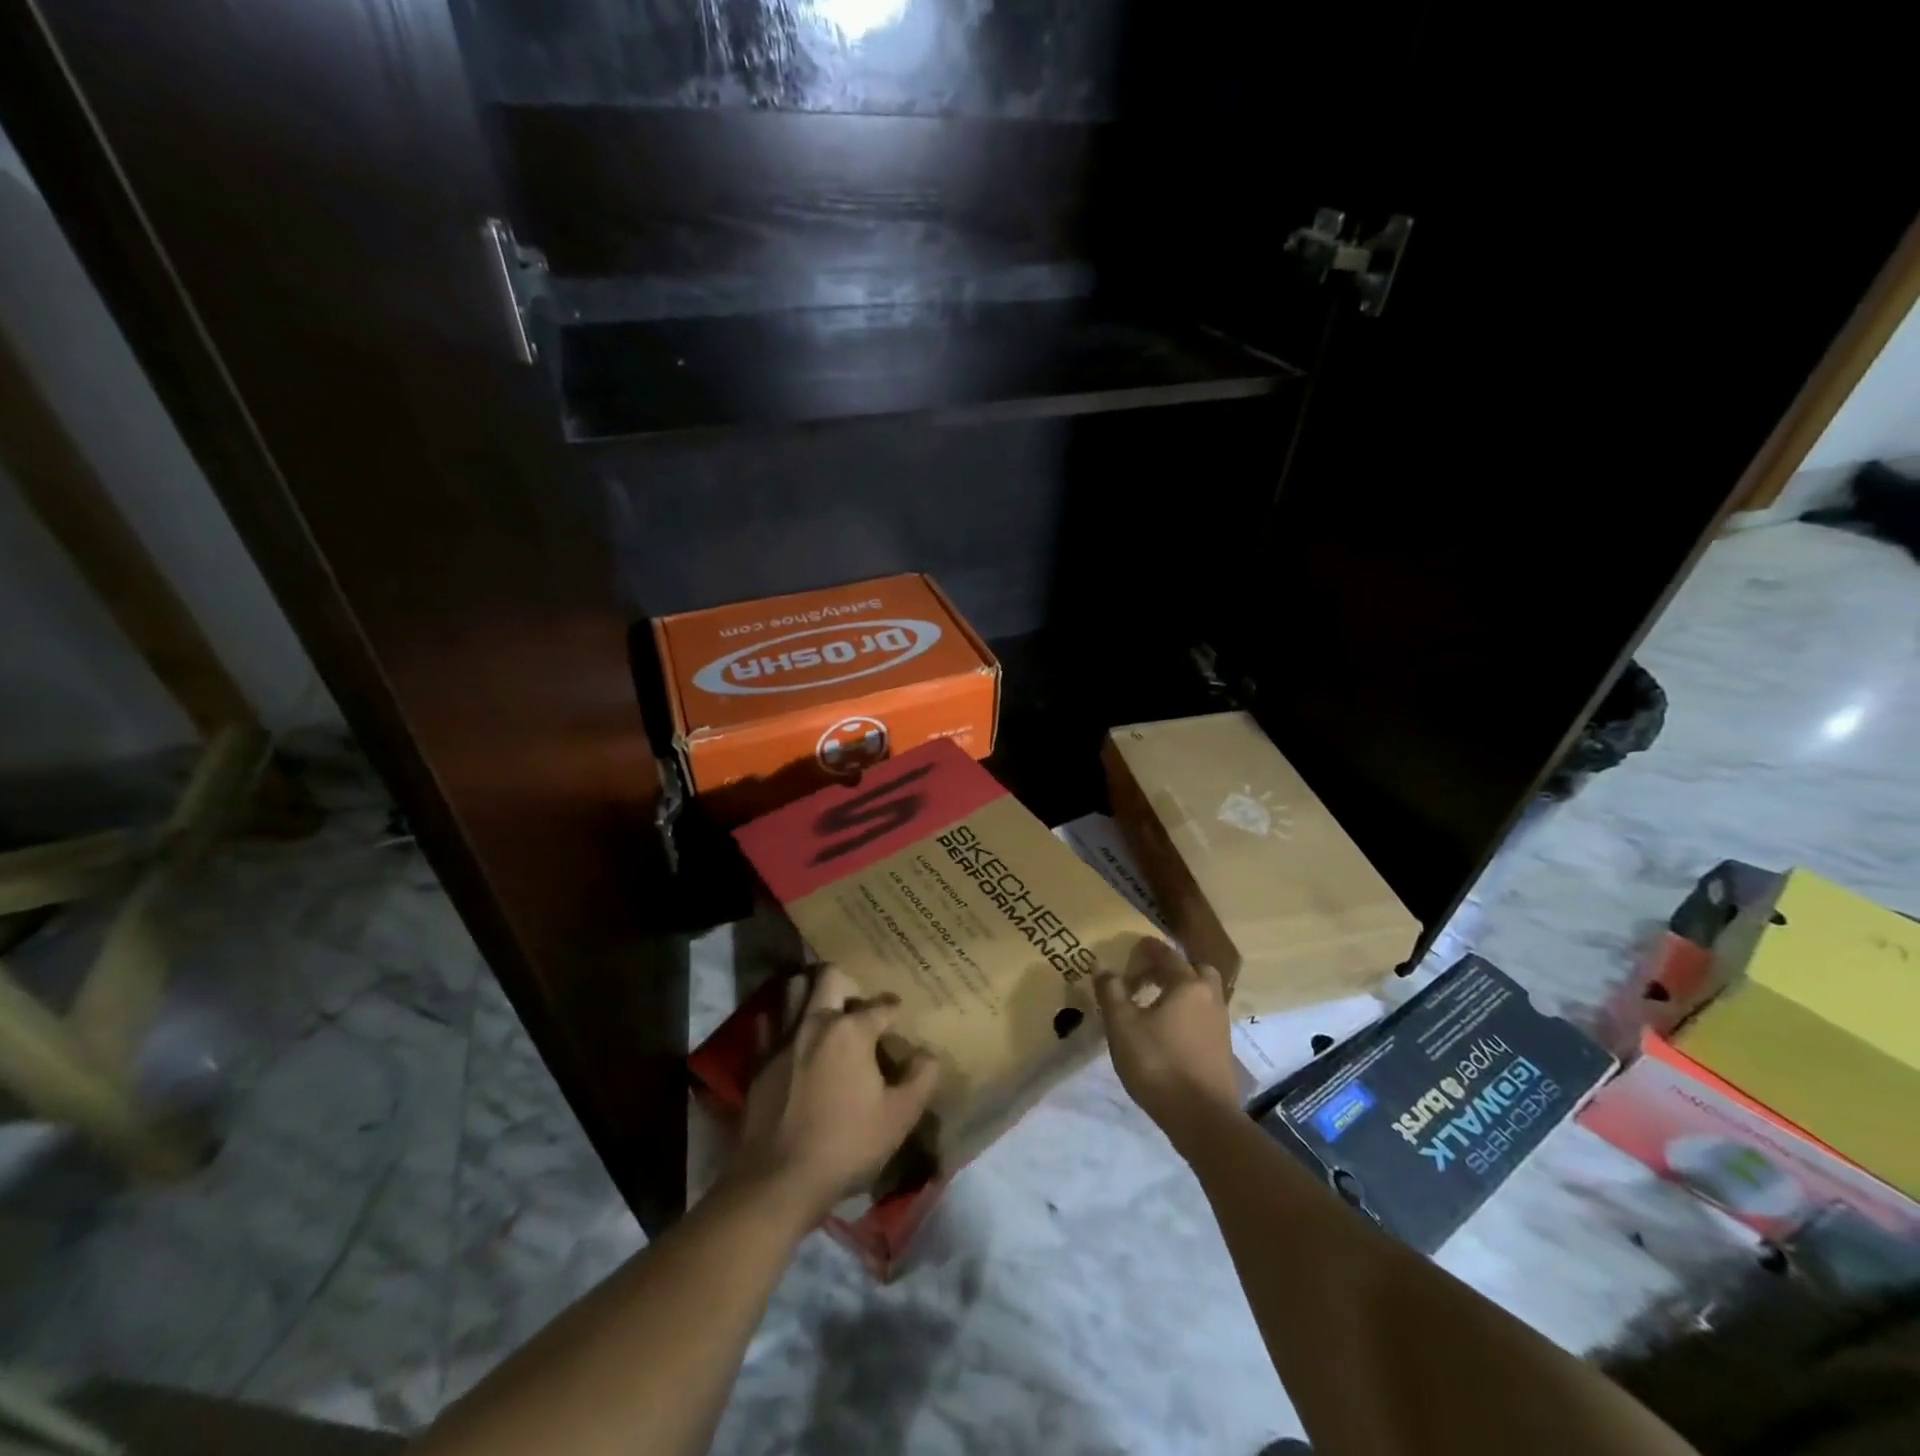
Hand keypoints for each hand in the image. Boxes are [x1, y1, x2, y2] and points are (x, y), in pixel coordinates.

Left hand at [730, 966, 939, 1225]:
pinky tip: (793, 1039)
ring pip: (793, 990)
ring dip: (810, 992)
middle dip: (847, 982)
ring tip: (824, 1011)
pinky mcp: (759, 1061)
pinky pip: (768, 1024)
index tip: (898, 1015)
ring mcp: (783, 1039)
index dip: (894, 1009)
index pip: (881, 1006)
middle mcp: (815, 1023)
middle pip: (829, 977)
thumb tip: (928, 1054)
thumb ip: (921, 1079)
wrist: (778, 1181)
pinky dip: (781, 1023)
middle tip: (857, 1004)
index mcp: (851, 1031)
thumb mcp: (899, 1117)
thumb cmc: (846, 1145)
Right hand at [1095, 939, 1239, 1150]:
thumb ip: (1111, 992)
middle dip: (1173, 968)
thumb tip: (1103, 967)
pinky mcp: (1223, 1049)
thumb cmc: (1158, 1063)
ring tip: (1156, 1004)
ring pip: (1203, 994)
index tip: (1133, 947)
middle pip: (1195, 970)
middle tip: (1149, 976)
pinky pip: (1205, 1017)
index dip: (1148, 949)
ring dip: (1183, 991)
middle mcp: (1210, 998)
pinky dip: (1189, 1013)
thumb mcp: (1122, 1026)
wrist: (1202, 1118)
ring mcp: (1220, 1024)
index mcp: (1187, 985)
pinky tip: (1170, 1030)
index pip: (1167, 955)